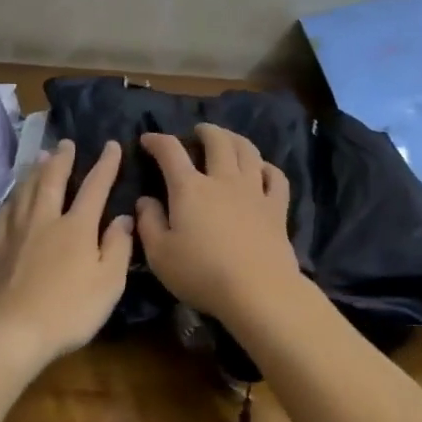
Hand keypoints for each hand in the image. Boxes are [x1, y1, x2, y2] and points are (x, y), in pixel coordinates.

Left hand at [0, 139, 133, 364]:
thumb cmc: (68, 310)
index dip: (105, 165)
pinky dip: (11, 197)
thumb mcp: (109, 283)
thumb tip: (123, 218)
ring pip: (26, 190)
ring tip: (39, 156)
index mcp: (76, 226)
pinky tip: (11, 197)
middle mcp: (45, 219)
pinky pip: (4, 211)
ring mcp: (17, 231)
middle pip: (52, 179)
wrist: (12, 331)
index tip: (111, 145)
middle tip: (65, 142)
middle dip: (62, 159)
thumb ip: (118, 247)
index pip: (94, 186)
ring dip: (35, 170)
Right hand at [135, 124, 303, 326]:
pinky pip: (276, 178)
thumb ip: (149, 223)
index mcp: (189, 188)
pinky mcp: (276, 208)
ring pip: (248, 151)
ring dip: (236, 139)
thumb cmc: (201, 273)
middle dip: (206, 131)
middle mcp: (222, 180)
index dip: (157, 140)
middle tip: (199, 132)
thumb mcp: (160, 255)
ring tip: (229, 139)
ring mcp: (253, 191)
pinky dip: (268, 168)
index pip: (170, 151)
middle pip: (217, 141)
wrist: (258, 291)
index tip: (148, 139)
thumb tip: (145, 201)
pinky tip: (263, 170)